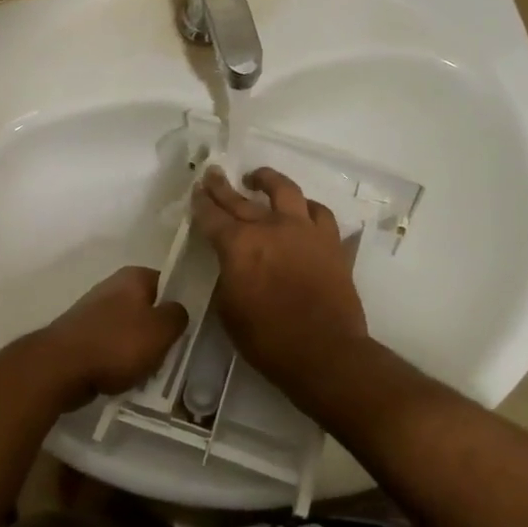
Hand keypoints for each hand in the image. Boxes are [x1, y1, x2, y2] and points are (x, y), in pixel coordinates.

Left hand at [39, 266, 188, 405]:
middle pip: (148, 309)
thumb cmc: (117, 344)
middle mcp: (112, 288)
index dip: (181, 304)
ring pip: (130, 331)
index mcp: (133, 277)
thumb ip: (178, 316)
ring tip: (150, 373)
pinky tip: (126, 380)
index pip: (168, 283)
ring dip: (140, 351)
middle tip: (171, 355)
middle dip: (159, 333)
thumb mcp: (162, 330)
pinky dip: (120, 363)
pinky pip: (111, 348)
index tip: (189, 327)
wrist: (60, 368)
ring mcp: (94, 313)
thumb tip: (177, 311)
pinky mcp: (82, 337)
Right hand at [190, 166, 367, 402]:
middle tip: (213, 173)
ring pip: (286, 191)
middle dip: (223, 186)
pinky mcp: (331, 242)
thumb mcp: (228, 310)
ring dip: (268, 180)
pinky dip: (307, 208)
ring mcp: (304, 231)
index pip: (212, 216)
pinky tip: (302, 209)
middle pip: (241, 199)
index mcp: (239, 245)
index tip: (196, 191)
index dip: (201, 203)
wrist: (325, 353)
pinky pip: (320, 213)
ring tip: (258, 178)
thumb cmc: (267, 339)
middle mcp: (270, 228)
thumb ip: (227, 276)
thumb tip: (232, 263)